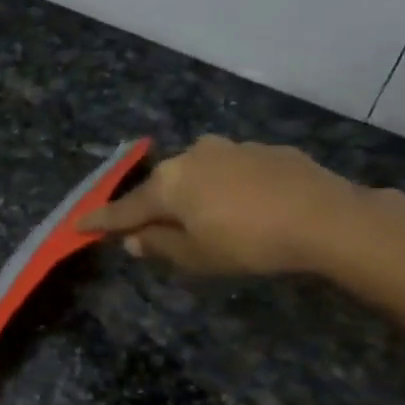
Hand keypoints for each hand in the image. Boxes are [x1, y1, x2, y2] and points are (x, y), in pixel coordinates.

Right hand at [78, 135, 404, 275]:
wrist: (326, 218)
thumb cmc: (248, 243)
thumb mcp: (196, 256)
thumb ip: (160, 246)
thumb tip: (135, 240)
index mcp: (169, 183)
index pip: (125, 208)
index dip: (102, 221)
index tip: (78, 225)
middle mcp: (193, 156)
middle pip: (161, 187)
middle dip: (154, 208)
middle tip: (152, 232)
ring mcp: (230, 148)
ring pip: (197, 175)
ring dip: (192, 196)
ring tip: (204, 220)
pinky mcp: (264, 149)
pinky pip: (229, 171)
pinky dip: (225, 189)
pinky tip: (243, 207)